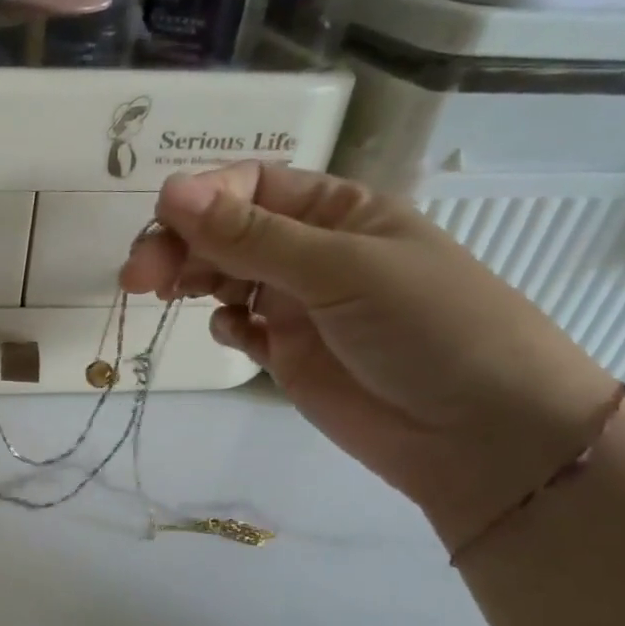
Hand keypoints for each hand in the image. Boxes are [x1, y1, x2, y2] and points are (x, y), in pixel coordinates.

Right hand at [122, 164, 620, 548]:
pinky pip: (238, 325)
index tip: (160, 224)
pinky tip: (234, 334)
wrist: (486, 438)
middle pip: (225, 231)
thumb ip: (250, 236)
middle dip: (180, 245)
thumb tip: (169, 190)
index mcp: (336, 211)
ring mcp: (298, 304)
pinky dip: (225, 324)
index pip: (250, 187)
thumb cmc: (430, 328)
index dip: (200, 198)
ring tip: (167, 294)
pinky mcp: (287, 352)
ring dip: (192, 278)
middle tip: (139, 277)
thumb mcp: (340, 270)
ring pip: (223, 276)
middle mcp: (312, 250)